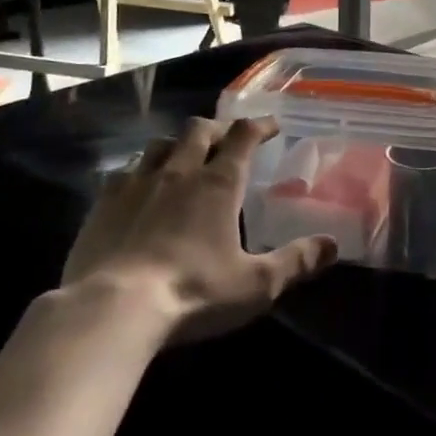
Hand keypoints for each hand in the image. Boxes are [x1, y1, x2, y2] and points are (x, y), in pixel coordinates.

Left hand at [59, 117, 337, 342]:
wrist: (111, 309)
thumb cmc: (193, 293)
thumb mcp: (255, 285)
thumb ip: (296, 262)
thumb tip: (332, 245)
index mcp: (218, 183)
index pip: (243, 136)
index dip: (259, 126)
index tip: (272, 126)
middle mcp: (179, 171)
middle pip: (199, 129)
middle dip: (218, 128)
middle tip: (228, 140)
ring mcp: (136, 183)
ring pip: (160, 144)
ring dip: (178, 145)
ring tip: (184, 158)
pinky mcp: (103, 202)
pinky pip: (125, 172)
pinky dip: (140, 171)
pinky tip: (139, 188)